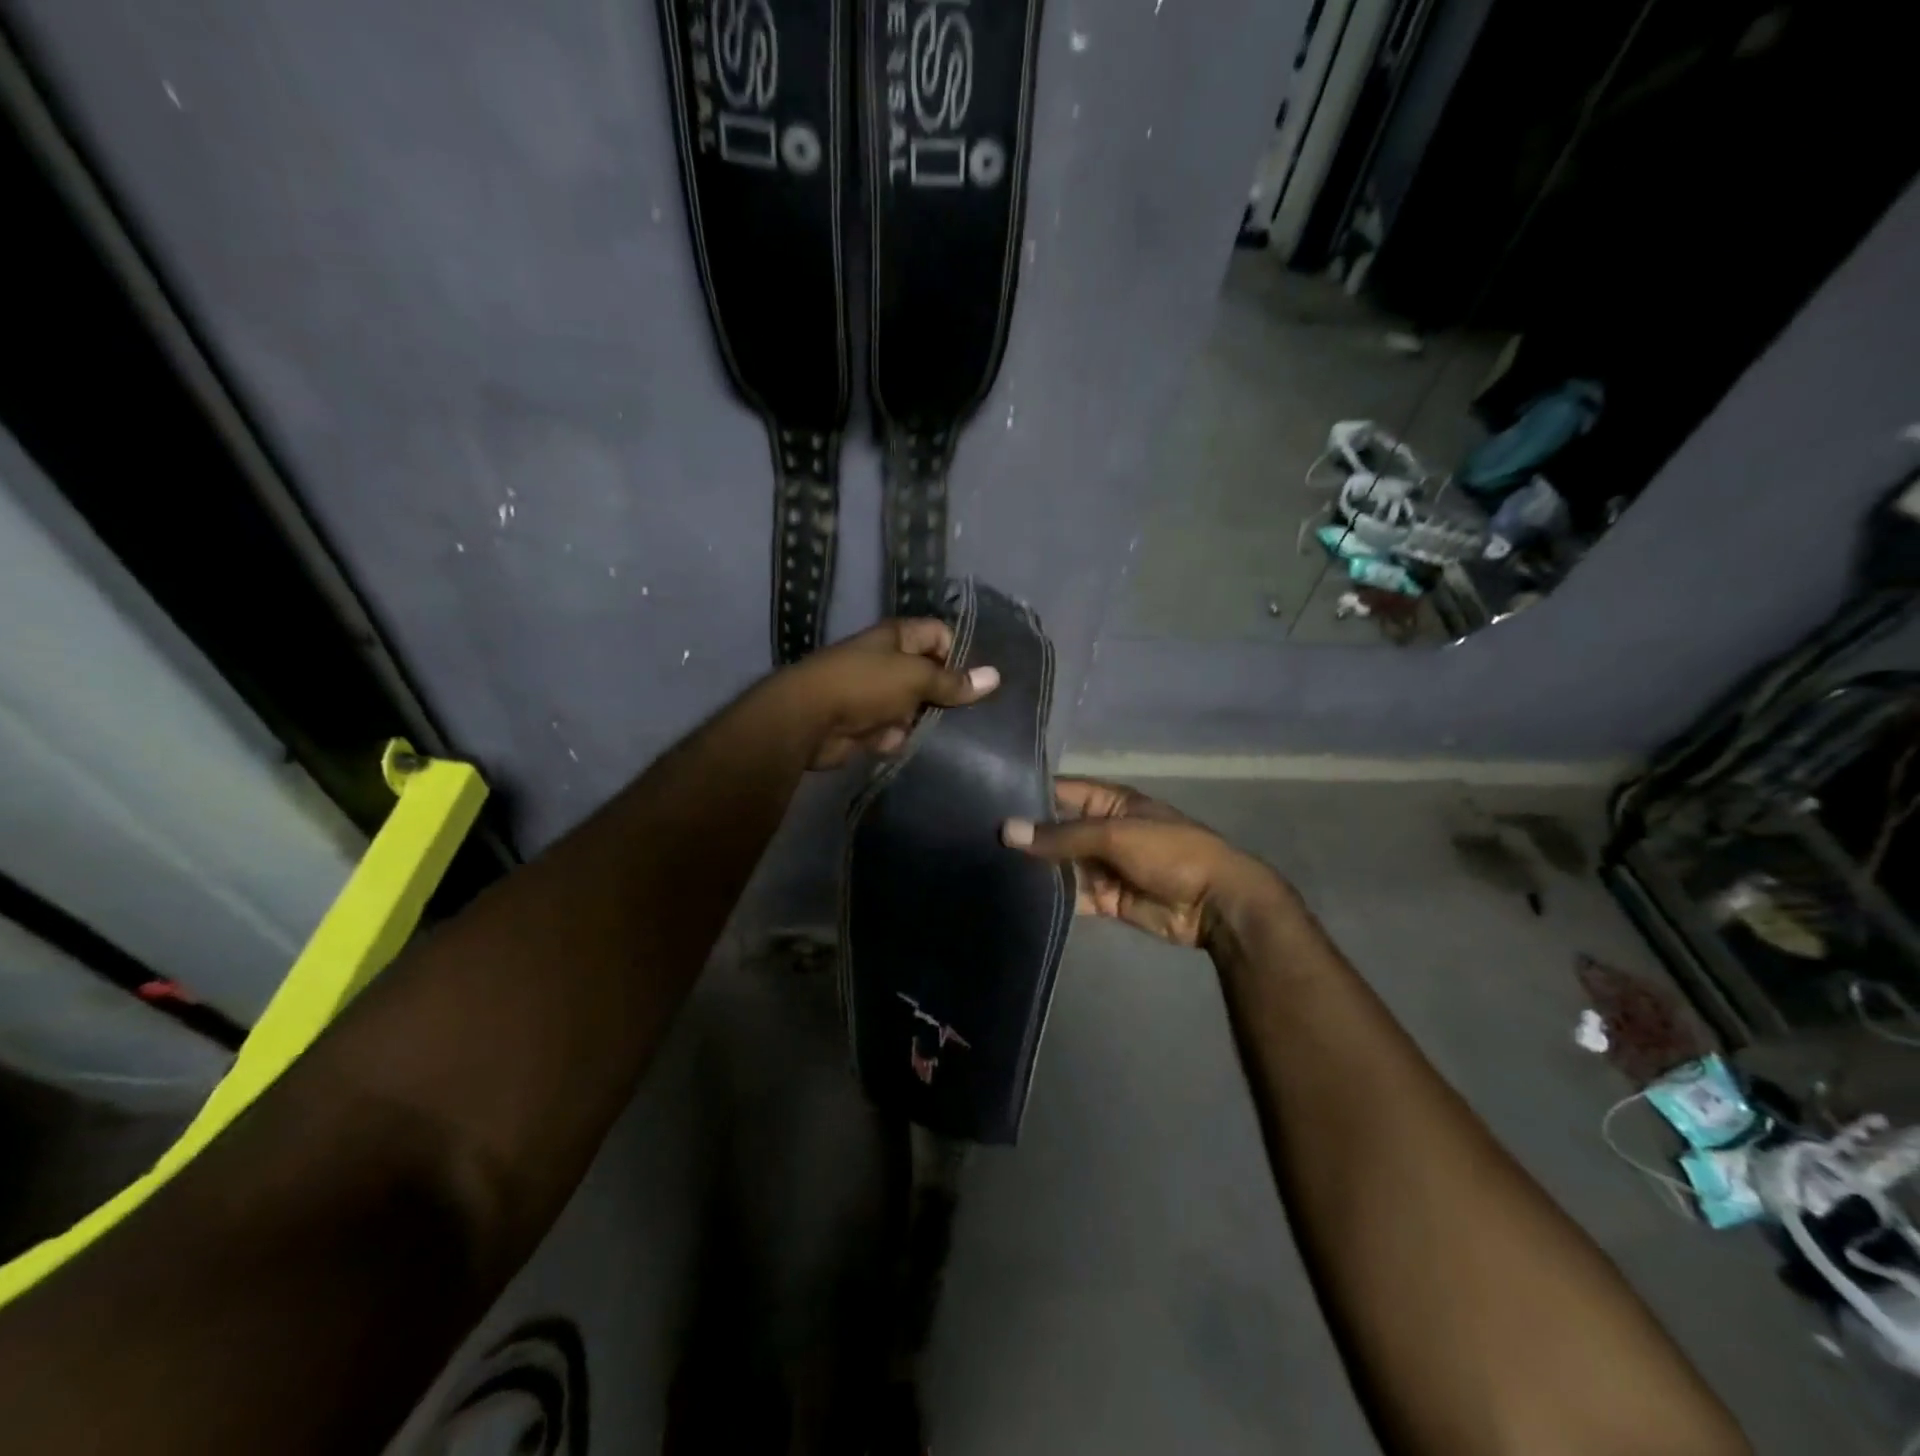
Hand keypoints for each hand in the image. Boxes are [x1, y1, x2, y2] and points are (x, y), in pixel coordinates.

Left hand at [782, 618, 997, 769]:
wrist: (809, 721)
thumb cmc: (865, 684)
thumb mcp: (916, 677)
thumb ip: (953, 681)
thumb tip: (995, 677)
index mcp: (898, 638)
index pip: (940, 636)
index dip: (960, 654)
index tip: (977, 681)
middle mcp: (888, 663)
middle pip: (930, 675)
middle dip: (947, 694)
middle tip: (975, 714)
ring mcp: (877, 696)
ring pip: (916, 708)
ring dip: (925, 722)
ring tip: (951, 736)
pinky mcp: (868, 726)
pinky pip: (897, 732)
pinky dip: (900, 739)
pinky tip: (909, 745)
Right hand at [1002, 779, 1288, 946]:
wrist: (1215, 904)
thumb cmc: (1169, 852)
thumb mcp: (1115, 834)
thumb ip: (1061, 836)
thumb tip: (1006, 830)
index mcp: (1109, 802)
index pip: (1060, 791)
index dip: (1028, 794)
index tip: (985, 799)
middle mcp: (1102, 830)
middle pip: (1056, 830)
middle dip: (1026, 836)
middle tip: (977, 840)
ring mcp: (1103, 866)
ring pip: (1061, 865)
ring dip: (1034, 869)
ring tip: (987, 869)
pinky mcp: (1104, 898)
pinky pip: (1072, 895)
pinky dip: (1051, 897)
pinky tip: (1017, 898)